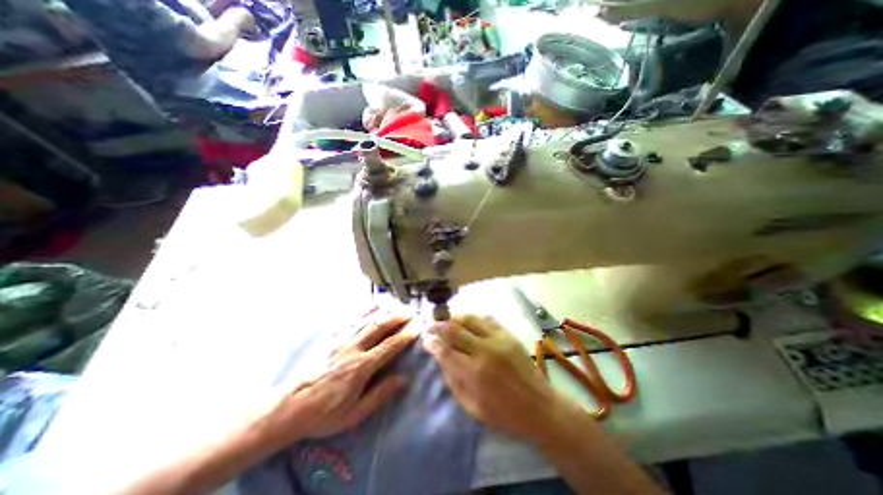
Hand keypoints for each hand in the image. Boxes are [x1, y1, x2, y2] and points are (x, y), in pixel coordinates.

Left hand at [259, 313, 415, 449]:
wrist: (289, 407)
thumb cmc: (324, 414)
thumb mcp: (354, 413)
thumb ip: (380, 394)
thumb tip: (402, 379)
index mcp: (361, 366)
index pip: (389, 346)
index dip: (405, 336)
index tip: (416, 329)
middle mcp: (353, 348)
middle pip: (379, 327)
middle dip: (396, 318)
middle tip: (409, 313)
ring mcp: (340, 341)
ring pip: (366, 321)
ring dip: (382, 313)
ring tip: (394, 307)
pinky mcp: (330, 339)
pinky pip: (350, 321)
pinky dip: (363, 313)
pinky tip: (369, 309)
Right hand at [422, 315, 568, 442]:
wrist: (539, 407)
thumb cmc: (503, 413)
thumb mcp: (472, 406)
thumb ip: (453, 380)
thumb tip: (440, 358)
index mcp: (474, 373)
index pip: (445, 350)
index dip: (432, 342)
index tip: (425, 338)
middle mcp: (484, 350)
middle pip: (455, 329)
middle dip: (438, 325)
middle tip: (430, 324)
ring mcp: (498, 339)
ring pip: (470, 319)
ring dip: (455, 317)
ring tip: (447, 320)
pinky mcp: (509, 334)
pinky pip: (487, 319)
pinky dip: (474, 318)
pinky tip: (468, 321)